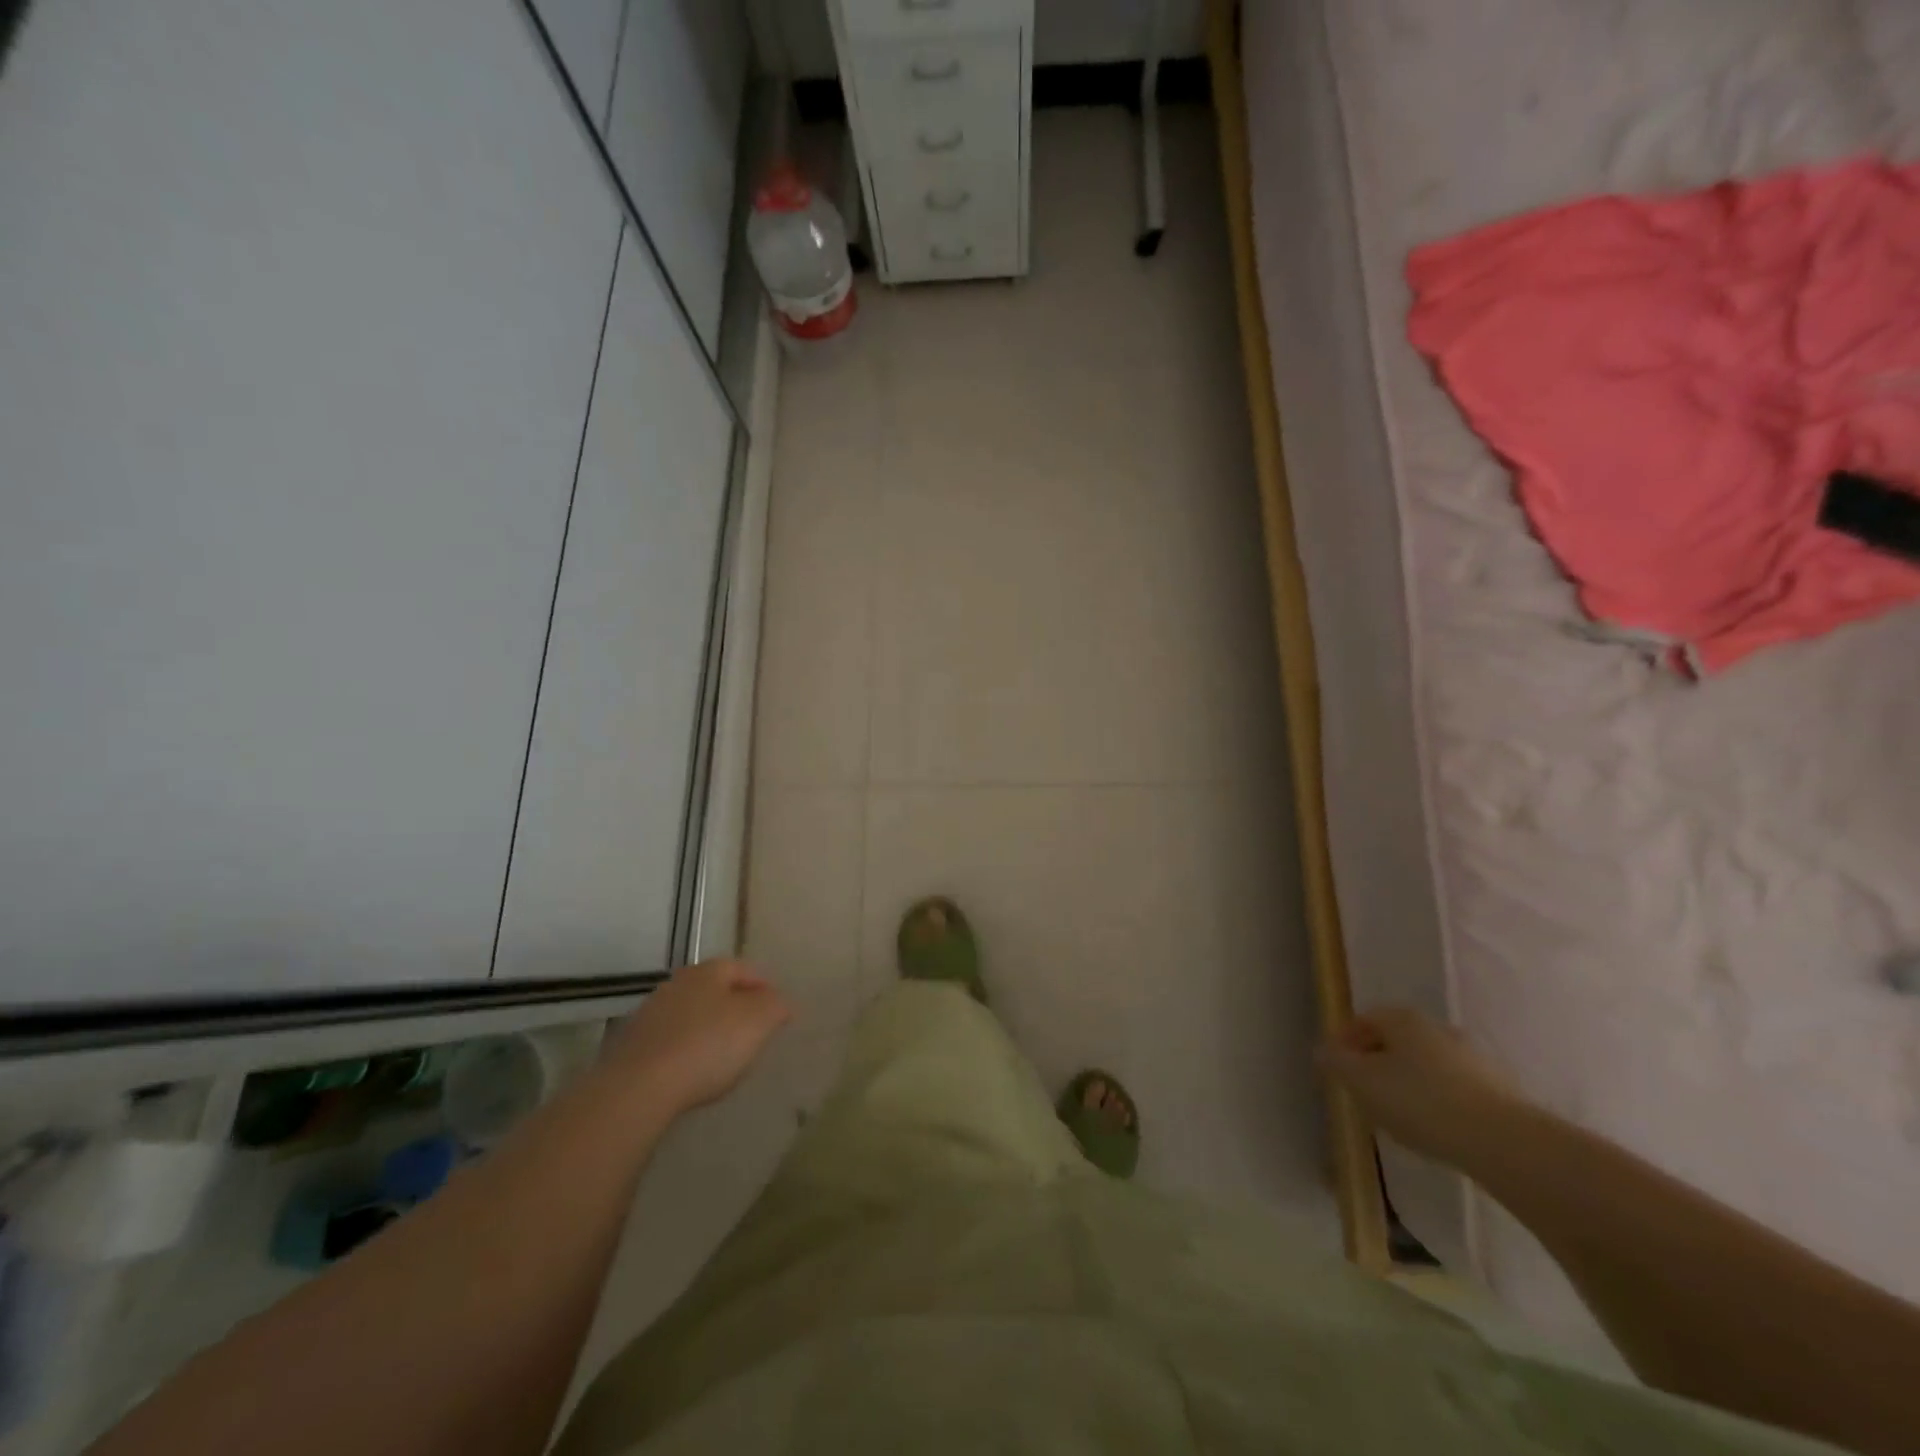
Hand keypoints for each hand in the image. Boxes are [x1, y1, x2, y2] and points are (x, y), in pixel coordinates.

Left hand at [602, 960, 792, 1116]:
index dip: (764, 987)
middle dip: (734, 1007)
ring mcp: (650, 1014)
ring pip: (691, 1015)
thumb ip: (776, 1005)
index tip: (777, 1011)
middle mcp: (678, 983)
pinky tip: (692, 1073)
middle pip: (714, 990)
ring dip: (707, 1029)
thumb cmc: (708, 1045)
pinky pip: (670, 1042)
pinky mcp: (632, 1046)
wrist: (638, 1087)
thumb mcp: (758, 1021)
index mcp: (709, 971)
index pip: (743, 969)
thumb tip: (780, 1001)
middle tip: (753, 1032)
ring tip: (723, 1057)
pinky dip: (685, 1051)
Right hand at [1316, 1007, 1523, 1165]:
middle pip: (1395, 1041)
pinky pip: (1451, 1089)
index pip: (1364, 1020)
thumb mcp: (1361, 1082)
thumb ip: (1336, 1063)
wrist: (1502, 1142)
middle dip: (1375, 1062)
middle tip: (1362, 1091)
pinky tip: (1431, 1128)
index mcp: (1403, 1019)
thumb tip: (1324, 1051)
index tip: (1335, 1068)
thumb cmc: (1419, 1101)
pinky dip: (1434, 1101)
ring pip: (1424, 1065)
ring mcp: (1471, 1059)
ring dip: (1405, 1083)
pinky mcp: (1496, 1091)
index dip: (1344, 1041)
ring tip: (1395, 1115)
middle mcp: (1437, 1029)